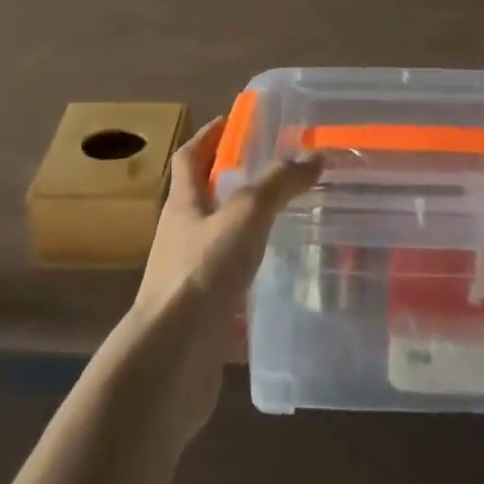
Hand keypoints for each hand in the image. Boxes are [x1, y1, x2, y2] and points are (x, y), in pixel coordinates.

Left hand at [122, 115, 322, 439]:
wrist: (168, 363)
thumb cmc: (201, 273)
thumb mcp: (246, 214)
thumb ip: (279, 183)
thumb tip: (314, 155)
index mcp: (183, 204)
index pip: (190, 157)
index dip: (208, 136)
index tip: (231, 120)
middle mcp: (180, 238)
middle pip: (201, 199)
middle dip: (229, 182)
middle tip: (270, 171)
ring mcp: (187, 280)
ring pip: (216, 244)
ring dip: (241, 232)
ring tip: (280, 224)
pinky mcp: (199, 320)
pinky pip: (227, 290)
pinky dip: (248, 282)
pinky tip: (276, 284)